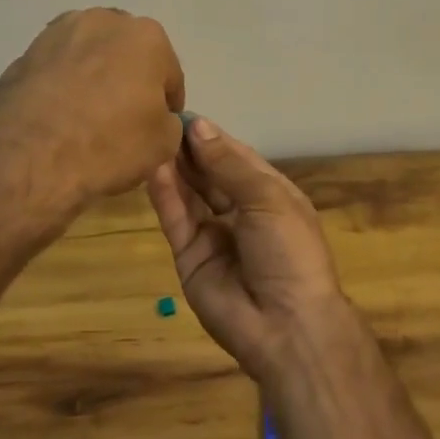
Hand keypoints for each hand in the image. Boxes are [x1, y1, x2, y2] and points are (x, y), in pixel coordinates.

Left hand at [0, 9, 185, 253]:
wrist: (28, 155)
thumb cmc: (109, 142)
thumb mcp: (163, 143)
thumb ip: (168, 121)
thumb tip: (156, 117)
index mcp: (147, 36)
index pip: (169, 74)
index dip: (168, 103)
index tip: (161, 125)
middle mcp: (104, 21)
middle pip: (127, 55)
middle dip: (130, 79)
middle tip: (124, 117)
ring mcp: (59, 33)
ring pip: (89, 56)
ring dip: (94, 77)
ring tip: (87, 116)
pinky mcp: (25, 53)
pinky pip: (57, 70)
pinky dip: (62, 86)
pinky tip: (59, 117)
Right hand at [146, 116, 349, 383]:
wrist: (287, 326)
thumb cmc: (289, 251)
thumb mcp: (267, 198)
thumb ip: (228, 164)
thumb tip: (198, 126)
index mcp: (268, 193)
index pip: (235, 156)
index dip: (211, 136)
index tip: (183, 112)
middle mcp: (239, 210)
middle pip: (209, 173)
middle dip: (189, 149)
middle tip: (158, 121)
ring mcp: (213, 234)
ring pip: (189, 193)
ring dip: (174, 167)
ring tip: (150, 138)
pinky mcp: (189, 256)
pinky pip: (176, 220)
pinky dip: (165, 195)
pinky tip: (152, 169)